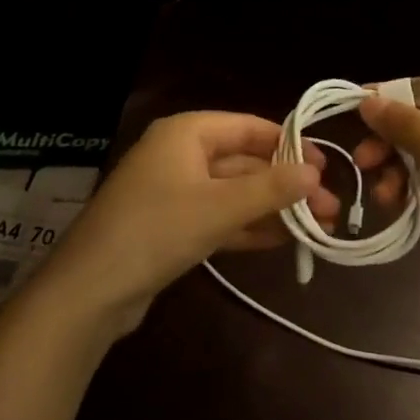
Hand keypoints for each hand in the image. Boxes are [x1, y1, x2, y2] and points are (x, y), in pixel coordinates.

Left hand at [40, 112, 342, 337]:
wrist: (89, 291)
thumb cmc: (156, 230)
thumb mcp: (218, 208)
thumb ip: (270, 189)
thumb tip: (316, 172)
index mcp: (187, 132)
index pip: (250, 127)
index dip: (290, 145)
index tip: (326, 167)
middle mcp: (181, 154)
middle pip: (245, 161)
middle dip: (286, 184)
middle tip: (330, 208)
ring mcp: (175, 191)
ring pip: (235, 192)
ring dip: (273, 208)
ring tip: (318, 227)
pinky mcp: (173, 225)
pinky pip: (220, 217)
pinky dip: (249, 226)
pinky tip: (283, 240)